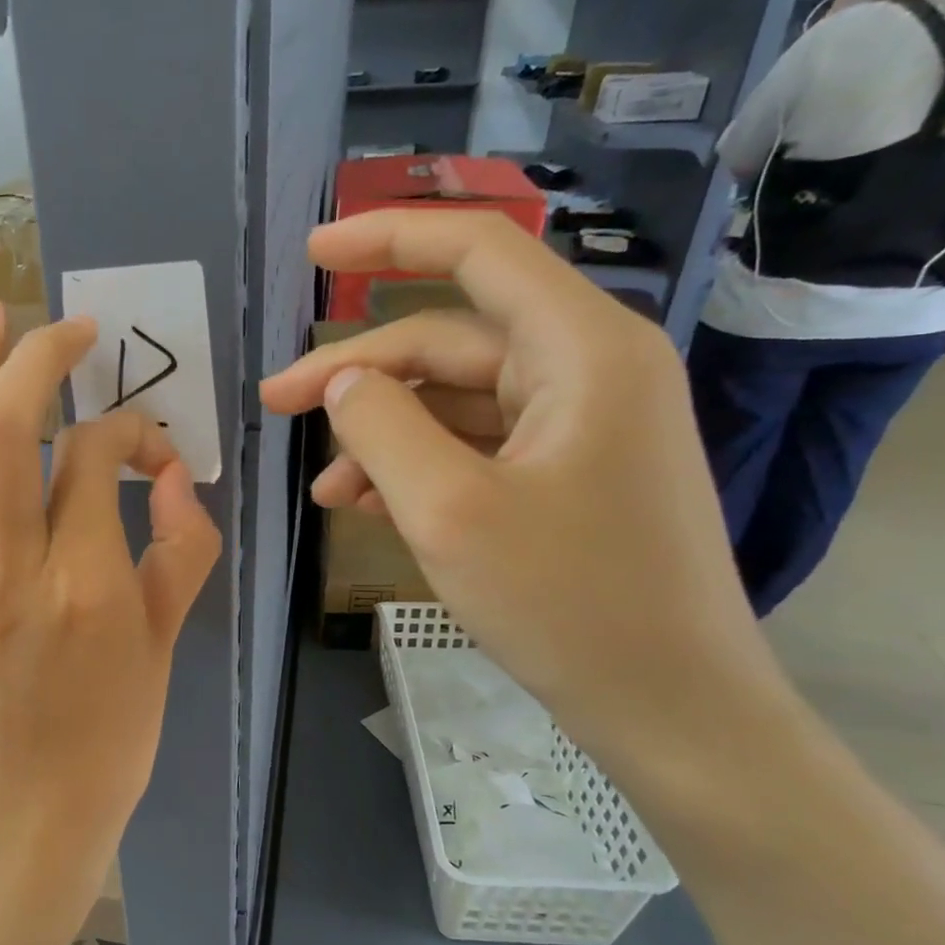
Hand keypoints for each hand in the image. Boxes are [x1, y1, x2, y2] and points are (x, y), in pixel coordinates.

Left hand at [0, 299, 221, 886]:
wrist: (23, 813)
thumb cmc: (112, 734)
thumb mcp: (167, 644)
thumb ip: (181, 547)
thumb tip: (169, 474)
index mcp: (82, 588)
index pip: (93, 458)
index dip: (128, 430)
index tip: (149, 448)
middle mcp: (4, 575)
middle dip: (31, 359)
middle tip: (60, 322)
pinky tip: (1, 484)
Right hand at [259, 212, 784, 788]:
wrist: (670, 706)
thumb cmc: (567, 604)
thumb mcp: (449, 512)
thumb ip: (382, 428)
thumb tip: (343, 382)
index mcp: (580, 350)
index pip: (477, 251)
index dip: (388, 239)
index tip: (311, 255)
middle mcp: (587, 369)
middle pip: (448, 341)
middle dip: (356, 373)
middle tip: (274, 405)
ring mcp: (579, 425)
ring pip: (453, 401)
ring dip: (380, 433)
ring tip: (320, 486)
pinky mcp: (567, 474)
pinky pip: (473, 447)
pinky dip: (415, 467)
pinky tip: (360, 507)